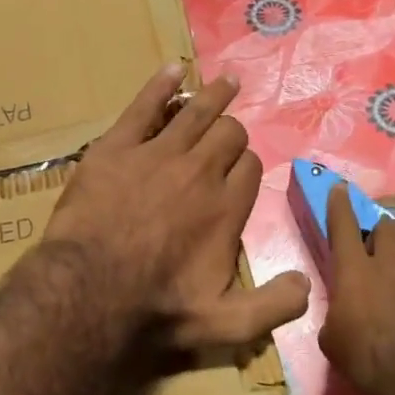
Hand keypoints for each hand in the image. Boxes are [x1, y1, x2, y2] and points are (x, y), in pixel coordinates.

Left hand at [42, 64, 310, 373]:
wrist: (88, 291)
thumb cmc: (156, 309)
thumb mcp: (226, 324)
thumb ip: (273, 306)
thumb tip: (305, 284)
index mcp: (227, 207)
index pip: (250, 168)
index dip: (246, 166)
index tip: (239, 171)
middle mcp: (200, 171)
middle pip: (228, 134)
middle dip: (232, 132)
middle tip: (227, 132)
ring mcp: (157, 153)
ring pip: (196, 112)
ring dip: (214, 95)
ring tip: (225, 82)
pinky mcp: (117, 146)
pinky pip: (144, 106)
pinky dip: (160, 85)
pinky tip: (172, 70)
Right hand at [317, 185, 394, 394]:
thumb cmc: (364, 359)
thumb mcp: (330, 336)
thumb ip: (336, 309)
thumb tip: (343, 305)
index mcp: (354, 269)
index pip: (343, 224)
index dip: (340, 204)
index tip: (340, 188)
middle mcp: (390, 262)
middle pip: (387, 227)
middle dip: (380, 231)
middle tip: (375, 247)